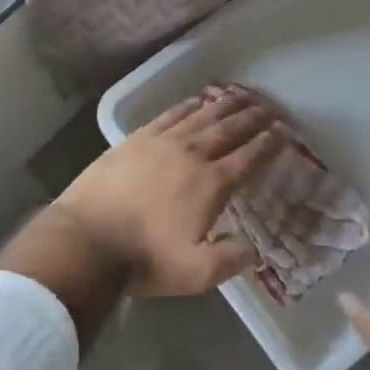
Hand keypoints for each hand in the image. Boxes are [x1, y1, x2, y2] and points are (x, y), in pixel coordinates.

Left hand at [53, 89, 283, 297]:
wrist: (87, 239)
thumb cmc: (144, 258)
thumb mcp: (196, 273)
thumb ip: (231, 260)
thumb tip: (255, 251)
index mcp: (211, 184)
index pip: (248, 157)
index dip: (268, 144)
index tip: (283, 133)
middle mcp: (191, 154)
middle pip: (229, 130)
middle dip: (252, 118)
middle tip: (269, 109)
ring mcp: (162, 142)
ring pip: (201, 116)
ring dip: (225, 106)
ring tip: (242, 97)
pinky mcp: (136, 139)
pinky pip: (170, 115)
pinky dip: (188, 105)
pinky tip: (196, 101)